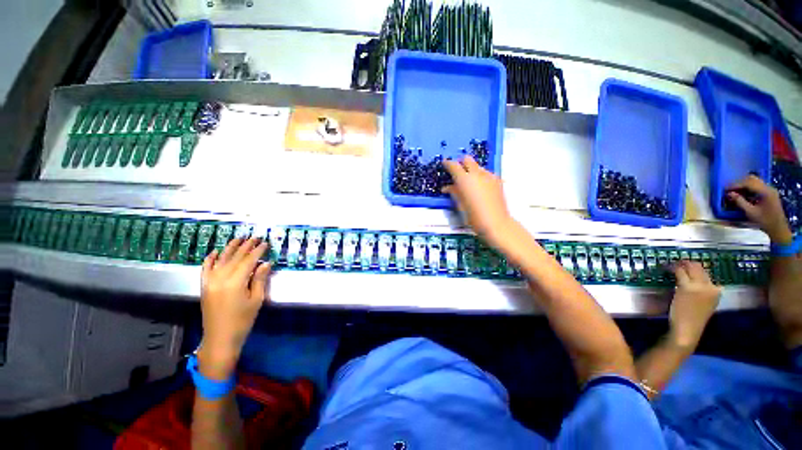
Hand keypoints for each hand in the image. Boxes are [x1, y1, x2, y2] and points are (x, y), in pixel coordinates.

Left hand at [198, 238, 271, 378]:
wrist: (220, 338)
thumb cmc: (243, 320)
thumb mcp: (256, 300)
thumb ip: (260, 279)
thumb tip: (265, 263)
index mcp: (235, 282)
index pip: (248, 261)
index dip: (257, 251)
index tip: (265, 243)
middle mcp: (220, 278)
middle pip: (234, 258)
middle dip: (246, 246)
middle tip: (255, 237)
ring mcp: (209, 282)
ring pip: (220, 260)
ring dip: (230, 248)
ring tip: (238, 238)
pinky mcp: (204, 286)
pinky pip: (205, 269)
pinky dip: (210, 259)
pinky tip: (215, 251)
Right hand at [443, 156, 514, 247]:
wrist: (496, 223)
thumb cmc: (474, 217)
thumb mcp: (460, 205)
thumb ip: (454, 192)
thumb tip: (447, 187)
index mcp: (464, 179)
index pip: (453, 165)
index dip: (447, 163)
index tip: (444, 164)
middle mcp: (477, 173)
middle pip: (467, 159)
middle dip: (461, 163)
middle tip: (457, 172)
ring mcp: (489, 175)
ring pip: (477, 166)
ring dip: (471, 170)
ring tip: (469, 183)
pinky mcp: (497, 180)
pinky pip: (486, 173)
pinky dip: (480, 176)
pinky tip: (480, 187)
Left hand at [668, 261, 720, 348]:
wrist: (688, 329)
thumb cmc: (693, 319)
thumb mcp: (704, 303)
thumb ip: (702, 292)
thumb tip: (693, 281)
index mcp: (717, 292)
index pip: (708, 274)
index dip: (697, 268)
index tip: (688, 264)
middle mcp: (710, 287)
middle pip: (700, 268)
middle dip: (688, 263)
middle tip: (678, 261)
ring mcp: (699, 287)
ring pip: (691, 268)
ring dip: (681, 264)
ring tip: (673, 263)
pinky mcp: (686, 287)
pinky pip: (680, 273)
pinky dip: (674, 268)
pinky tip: (669, 268)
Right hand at [727, 175, 791, 243]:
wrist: (778, 228)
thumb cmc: (765, 221)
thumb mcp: (751, 212)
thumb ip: (740, 202)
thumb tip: (729, 194)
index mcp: (765, 191)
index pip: (748, 183)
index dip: (736, 185)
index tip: (726, 189)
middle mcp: (768, 187)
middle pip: (752, 179)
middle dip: (739, 183)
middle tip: (730, 189)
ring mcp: (769, 190)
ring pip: (754, 181)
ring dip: (743, 185)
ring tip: (735, 191)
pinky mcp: (769, 193)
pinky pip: (757, 186)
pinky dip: (748, 188)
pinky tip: (744, 194)